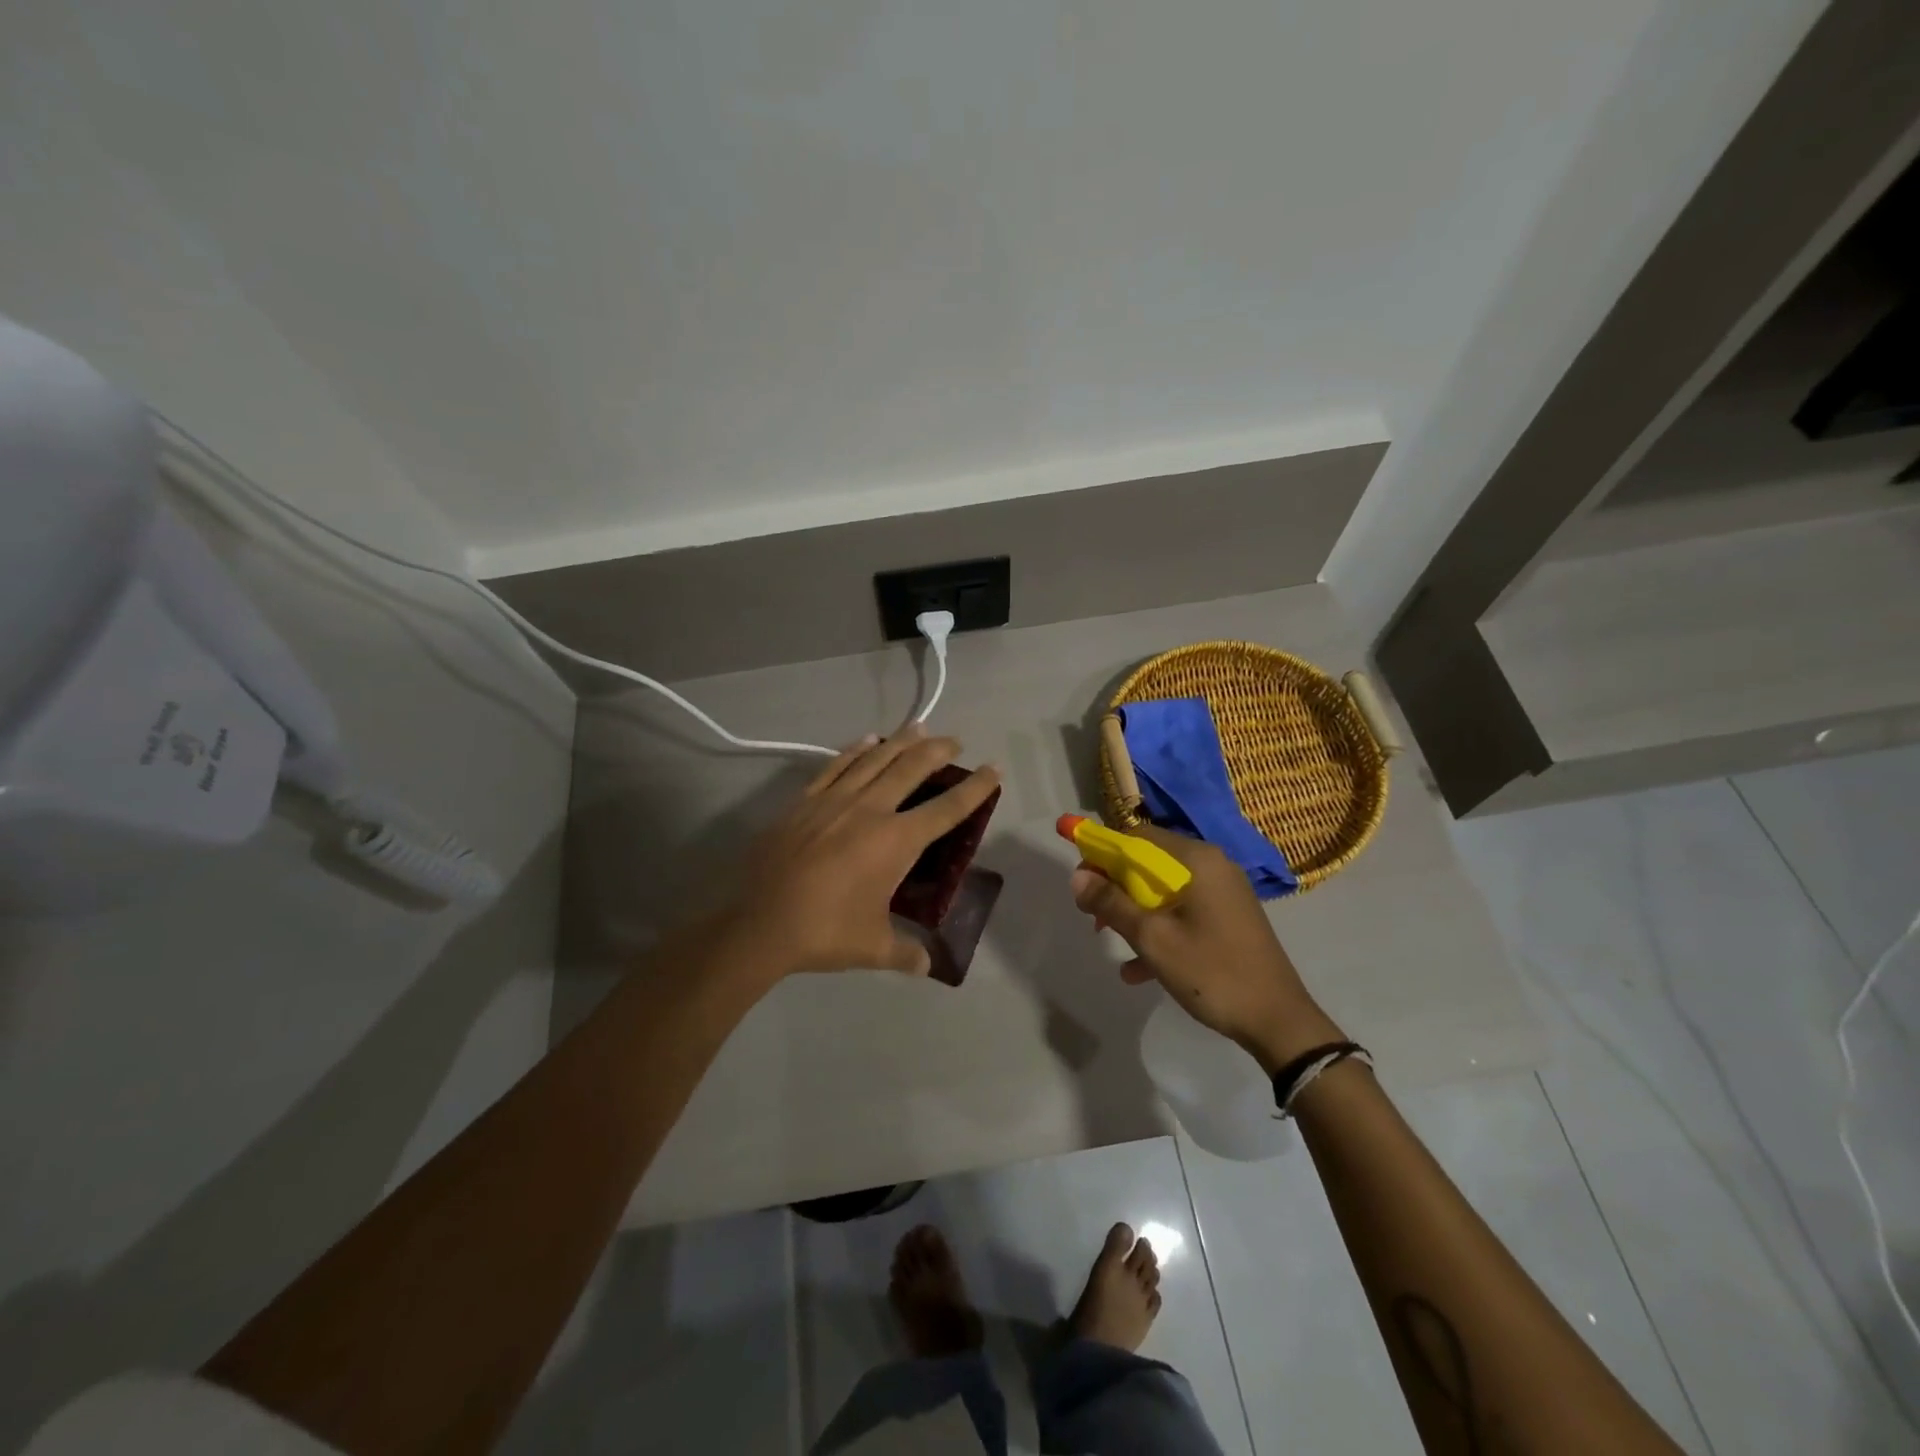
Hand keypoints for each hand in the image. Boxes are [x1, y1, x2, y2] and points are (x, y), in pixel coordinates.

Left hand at [721, 726, 1000, 980]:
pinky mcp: (804, 802)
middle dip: (938, 751)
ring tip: (920, 727)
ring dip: (901, 741)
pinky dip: (856, 750)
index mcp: (895, 841)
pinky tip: (868, 741)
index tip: (993, 768)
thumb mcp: (874, 947)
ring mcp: (834, 801)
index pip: (947, 809)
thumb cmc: (825, 933)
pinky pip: (836, 766)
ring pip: (875, 759)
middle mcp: (870, 810)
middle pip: (912, 768)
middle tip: (955, 742)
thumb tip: (929, 966)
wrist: (759, 924)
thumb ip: (907, 954)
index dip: (975, 787)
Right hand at [1068, 825, 1342, 1072]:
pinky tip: (1137, 970)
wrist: (1278, 1022)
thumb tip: (1077, 877)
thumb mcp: (1152, 938)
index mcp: (1197, 860)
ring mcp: (1224, 893)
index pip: (1137, 837)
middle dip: (1116, 887)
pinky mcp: (1228, 918)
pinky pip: (1183, 912)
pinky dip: (1159, 930)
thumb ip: (1112, 903)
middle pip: (1150, 863)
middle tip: (1093, 916)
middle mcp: (1212, 866)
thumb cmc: (1211, 972)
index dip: (1103, 854)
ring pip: (1164, 891)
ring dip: (1134, 912)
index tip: (1082, 882)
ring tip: (1109, 939)